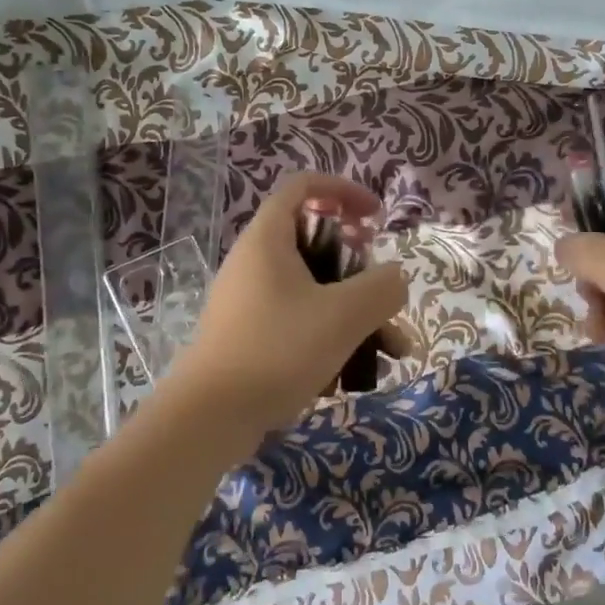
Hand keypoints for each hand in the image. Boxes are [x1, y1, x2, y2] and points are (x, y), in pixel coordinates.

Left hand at [171, 172, 407, 439]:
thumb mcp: (344, 315)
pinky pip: (300, 323)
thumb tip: (393, 278)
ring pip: (315, 292)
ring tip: (394, 350)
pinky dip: (331, 337)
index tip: (375, 216)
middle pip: (316, 244)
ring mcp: (251, 302)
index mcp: (268, 240)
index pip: (303, 187)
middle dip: (361, 269)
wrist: (211, 417)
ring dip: (356, 313)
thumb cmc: (278, 349)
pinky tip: (355, 375)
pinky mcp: (251, 337)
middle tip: (383, 290)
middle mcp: (256, 263)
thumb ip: (382, 288)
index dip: (343, 191)